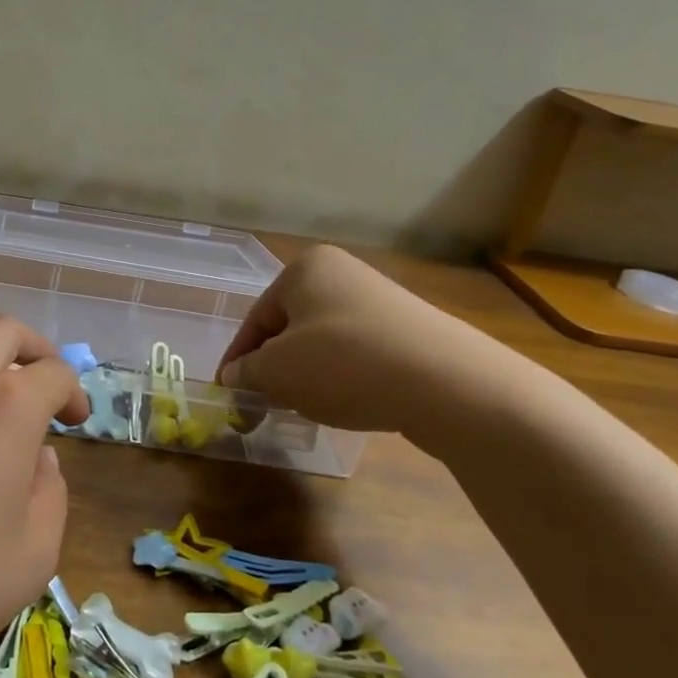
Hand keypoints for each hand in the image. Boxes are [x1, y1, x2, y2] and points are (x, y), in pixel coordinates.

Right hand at [216, 245, 521, 443]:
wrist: (449, 384)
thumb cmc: (344, 364)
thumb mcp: (277, 371)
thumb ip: (246, 372)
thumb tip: (235, 376)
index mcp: (305, 269)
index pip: (256, 319)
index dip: (237, 359)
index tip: (228, 392)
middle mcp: (343, 275)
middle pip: (290, 328)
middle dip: (274, 367)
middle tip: (264, 403)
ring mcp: (380, 302)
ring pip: (323, 343)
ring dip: (306, 375)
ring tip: (306, 407)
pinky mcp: (409, 332)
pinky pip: (357, 354)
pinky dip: (343, 378)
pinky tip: (348, 403)